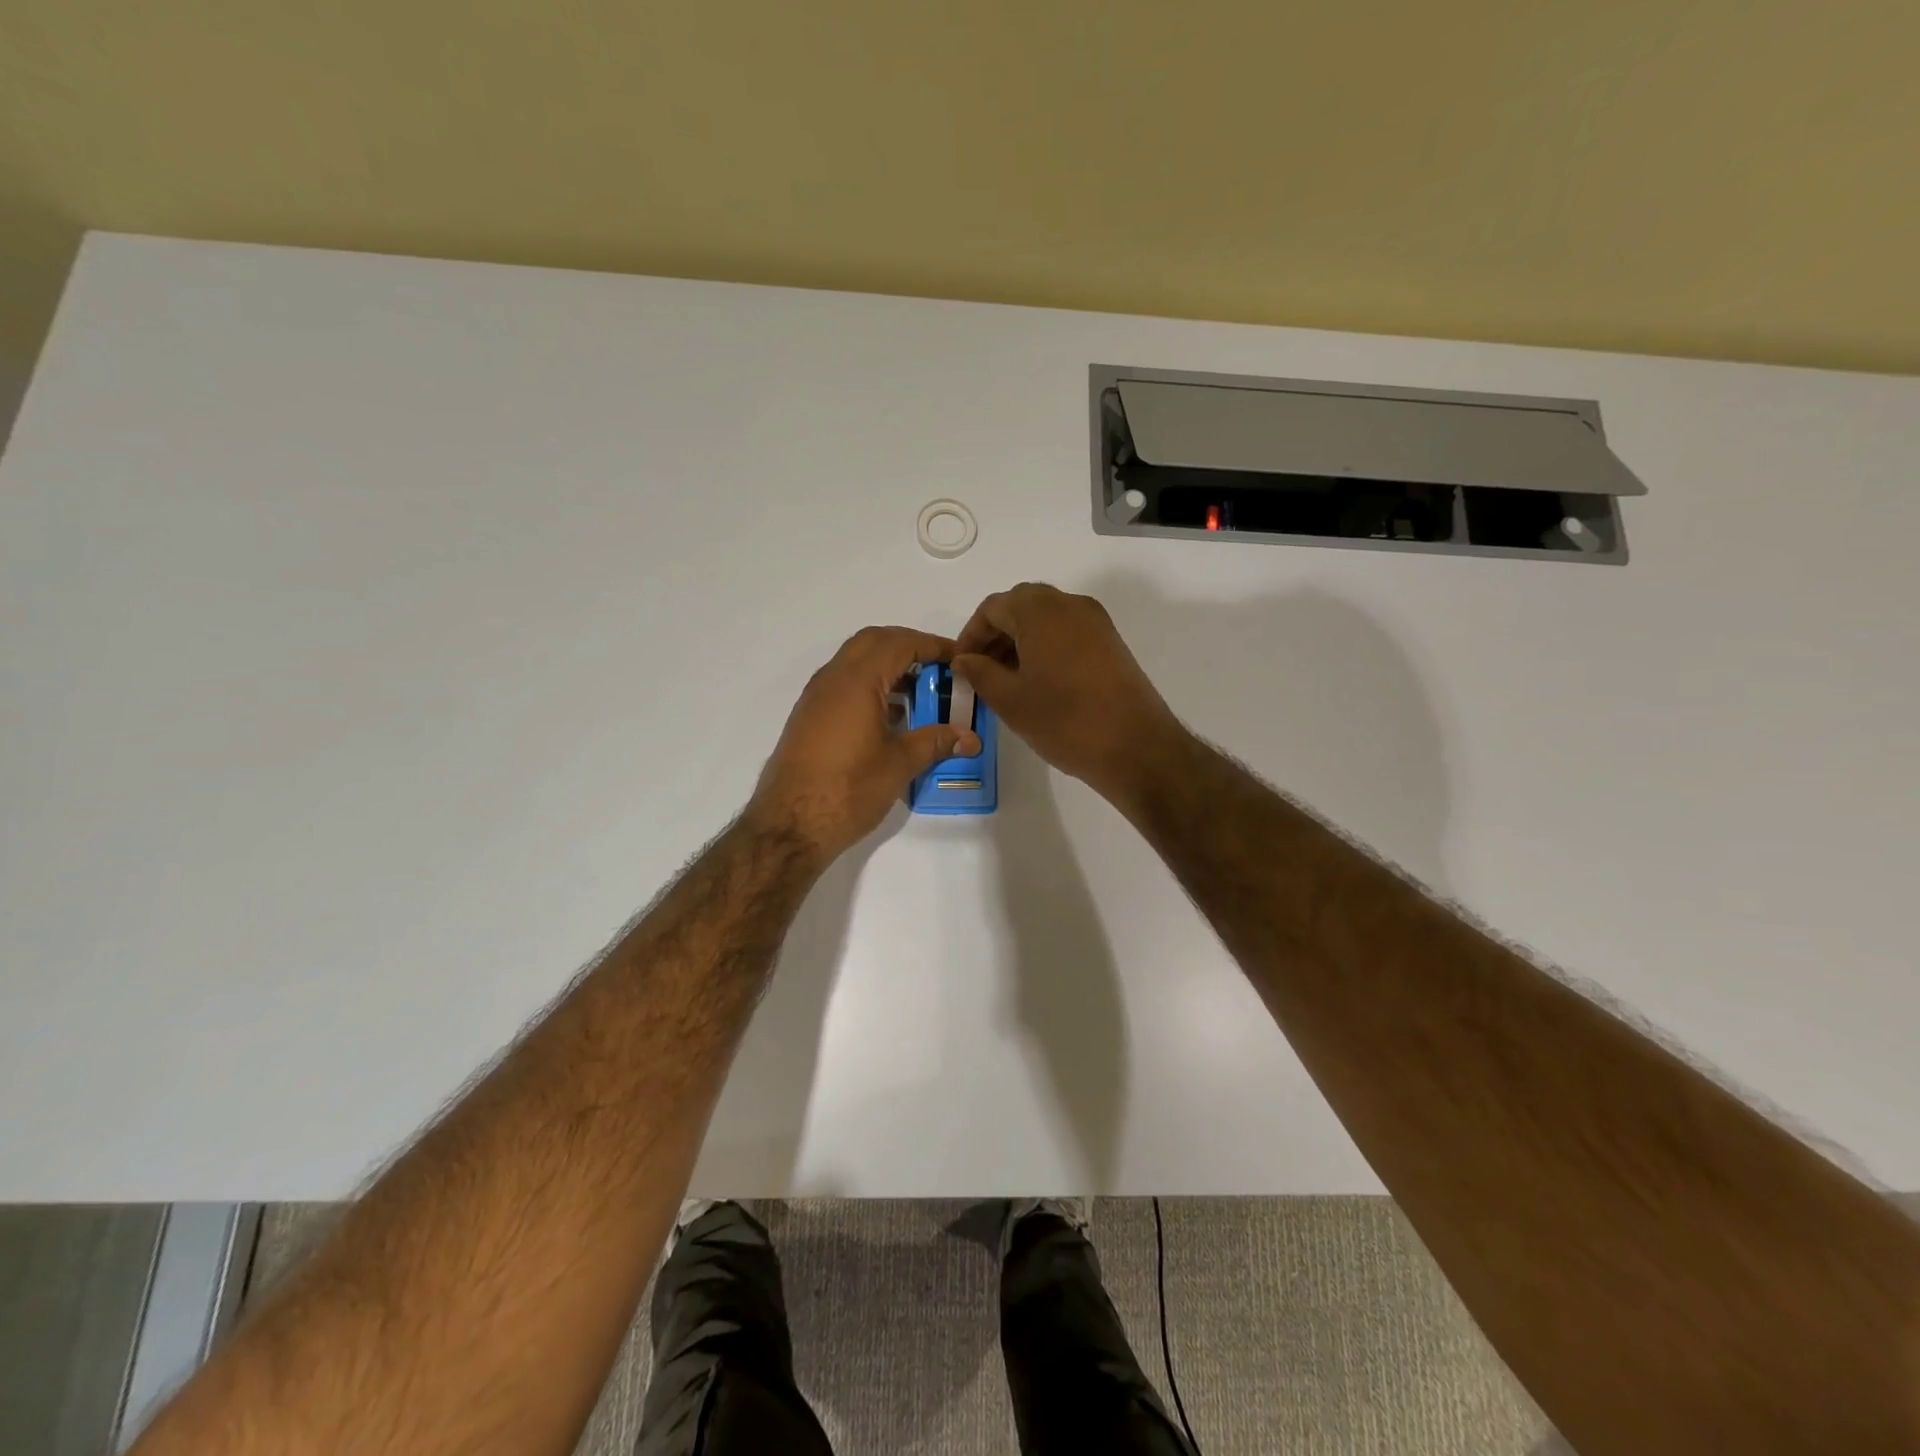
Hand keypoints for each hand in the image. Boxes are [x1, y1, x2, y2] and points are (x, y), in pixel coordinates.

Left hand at [748, 626, 981, 862]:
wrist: (789, 825)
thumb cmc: (848, 789)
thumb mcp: (899, 764)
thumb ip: (935, 742)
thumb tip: (969, 738)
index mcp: (857, 681)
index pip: (900, 643)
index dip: (932, 645)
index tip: (959, 659)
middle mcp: (832, 679)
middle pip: (873, 641)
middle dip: (908, 647)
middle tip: (938, 668)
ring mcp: (816, 697)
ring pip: (855, 662)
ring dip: (887, 666)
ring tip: (920, 693)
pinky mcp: (809, 718)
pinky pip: (843, 684)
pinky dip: (870, 685)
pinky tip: (891, 717)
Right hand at [953, 583, 1182, 803]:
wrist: (1135, 747)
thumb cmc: (1064, 721)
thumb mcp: (1010, 700)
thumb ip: (979, 672)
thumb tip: (963, 660)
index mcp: (1041, 611)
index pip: (994, 607)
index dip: (971, 634)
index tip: (961, 665)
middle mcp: (1071, 605)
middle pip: (1022, 605)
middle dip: (996, 633)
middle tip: (980, 669)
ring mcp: (1096, 622)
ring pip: (1046, 618)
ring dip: (1020, 639)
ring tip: (1006, 679)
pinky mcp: (1111, 642)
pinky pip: (1067, 631)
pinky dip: (1045, 646)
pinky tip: (1037, 681)